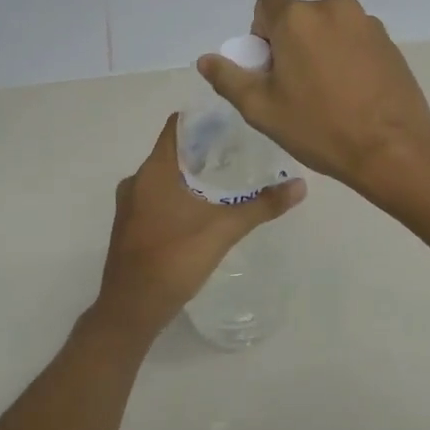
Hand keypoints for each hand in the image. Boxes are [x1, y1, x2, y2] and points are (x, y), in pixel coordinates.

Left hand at [93, 113, 305, 340]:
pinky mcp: (130, 227)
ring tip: (225, 179)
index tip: (231, 121)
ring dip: (190, 174)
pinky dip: (178, 195)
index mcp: (154, 171)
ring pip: (163, 177)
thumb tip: (300, 185)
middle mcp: (136, 181)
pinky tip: (202, 209)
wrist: (131, 309)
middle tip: (238, 151)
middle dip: (203, 150)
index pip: (176, 127)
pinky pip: (156, 198)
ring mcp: (129, 206)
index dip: (202, 120)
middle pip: (172, 152)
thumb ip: (261, 205)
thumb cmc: (174, 258)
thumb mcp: (223, 229)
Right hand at [196, 0, 429, 199]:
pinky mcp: (389, 40)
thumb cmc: (320, 128)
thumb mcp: (262, 109)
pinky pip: (354, 39)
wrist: (394, 149)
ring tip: (328, 93)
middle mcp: (333, 7)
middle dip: (290, 43)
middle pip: (298, 16)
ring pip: (327, 27)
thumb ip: (229, 78)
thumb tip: (206, 59)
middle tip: (296, 87)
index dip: (261, 35)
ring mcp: (366, 22)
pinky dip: (346, 56)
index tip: (271, 69)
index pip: (266, 5)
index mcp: (297, 17)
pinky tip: (353, 92)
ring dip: (320, 48)